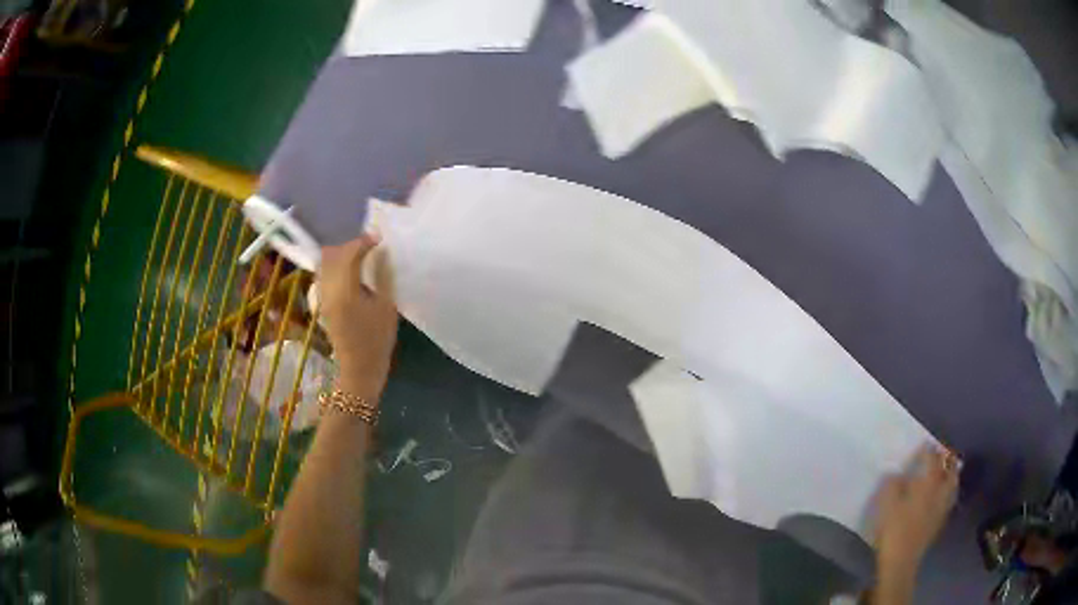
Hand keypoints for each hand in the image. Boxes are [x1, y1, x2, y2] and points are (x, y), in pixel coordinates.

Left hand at [316, 235, 397, 399]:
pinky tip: (350, 271)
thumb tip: (381, 253)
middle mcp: (328, 290)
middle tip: (369, 246)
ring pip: (325, 264)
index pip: (349, 254)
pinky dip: (336, 267)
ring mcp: (322, 297)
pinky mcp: (322, 303)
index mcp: (345, 291)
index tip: (378, 239)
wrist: (359, 368)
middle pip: (332, 255)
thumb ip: (383, 276)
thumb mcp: (387, 307)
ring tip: (360, 257)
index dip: (363, 242)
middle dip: (350, 246)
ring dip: (341, 255)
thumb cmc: (377, 340)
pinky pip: (324, 275)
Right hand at [875, 445, 959, 574]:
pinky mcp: (940, 521)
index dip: (928, 450)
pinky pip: (949, 498)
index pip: (932, 458)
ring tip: (946, 472)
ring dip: (951, 474)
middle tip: (941, 454)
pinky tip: (941, 495)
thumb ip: (893, 484)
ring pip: (953, 483)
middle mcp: (940, 489)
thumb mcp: (886, 504)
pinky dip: (948, 491)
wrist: (901, 560)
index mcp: (928, 481)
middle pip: (950, 468)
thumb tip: (896, 473)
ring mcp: (943, 506)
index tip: (923, 444)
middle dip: (947, 459)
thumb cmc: (893, 529)